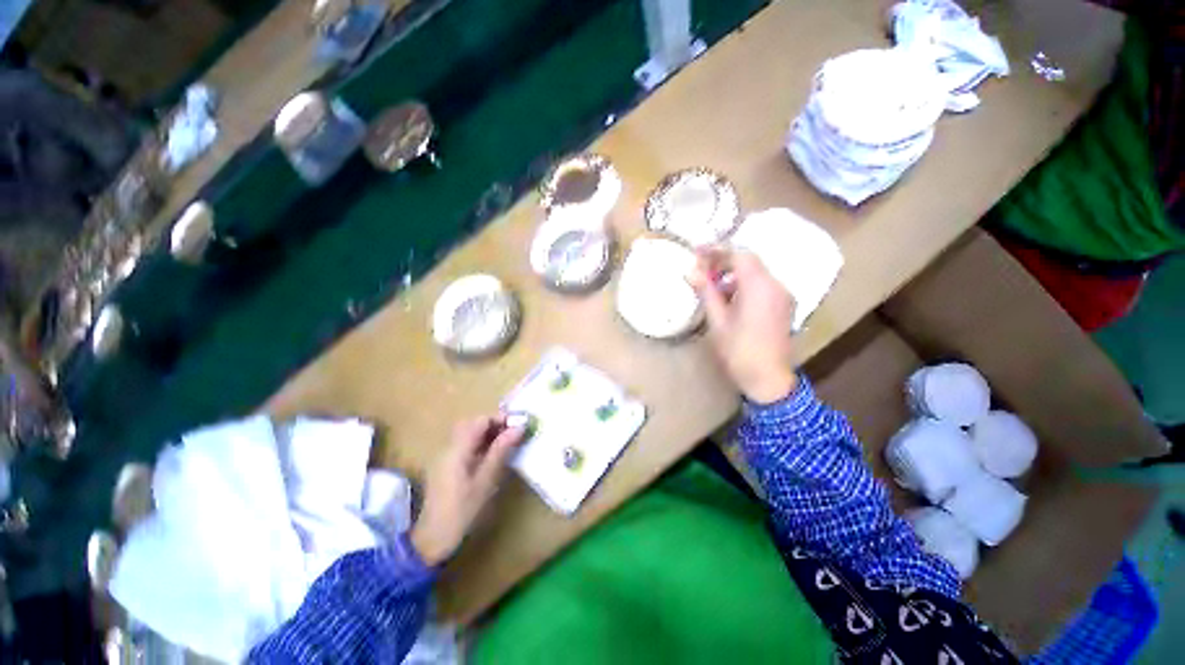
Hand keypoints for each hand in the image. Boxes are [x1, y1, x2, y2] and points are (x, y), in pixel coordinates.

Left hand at [410, 416, 524, 565]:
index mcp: (457, 449)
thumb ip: (501, 450)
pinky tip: (492, 455)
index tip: (519, 426)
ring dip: (488, 433)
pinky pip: (465, 444)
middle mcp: (449, 447)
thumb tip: (519, 427)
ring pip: (469, 433)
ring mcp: (445, 456)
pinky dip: (480, 443)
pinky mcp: (446, 465)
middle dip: (495, 424)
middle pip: (473, 424)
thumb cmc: (462, 511)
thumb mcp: (486, 480)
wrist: (433, 539)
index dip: (500, 419)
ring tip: (507, 442)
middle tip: (514, 434)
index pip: (480, 421)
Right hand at [689, 250, 798, 403]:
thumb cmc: (739, 351)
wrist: (768, 379)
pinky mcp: (784, 306)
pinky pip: (763, 286)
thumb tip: (691, 272)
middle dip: (724, 261)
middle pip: (750, 261)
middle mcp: (776, 285)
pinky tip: (729, 298)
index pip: (739, 255)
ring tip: (712, 286)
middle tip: (702, 269)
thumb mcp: (718, 320)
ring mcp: (783, 296)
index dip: (717, 250)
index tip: (697, 251)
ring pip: (756, 273)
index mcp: (760, 287)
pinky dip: (745, 285)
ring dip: (734, 274)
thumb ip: (707, 292)